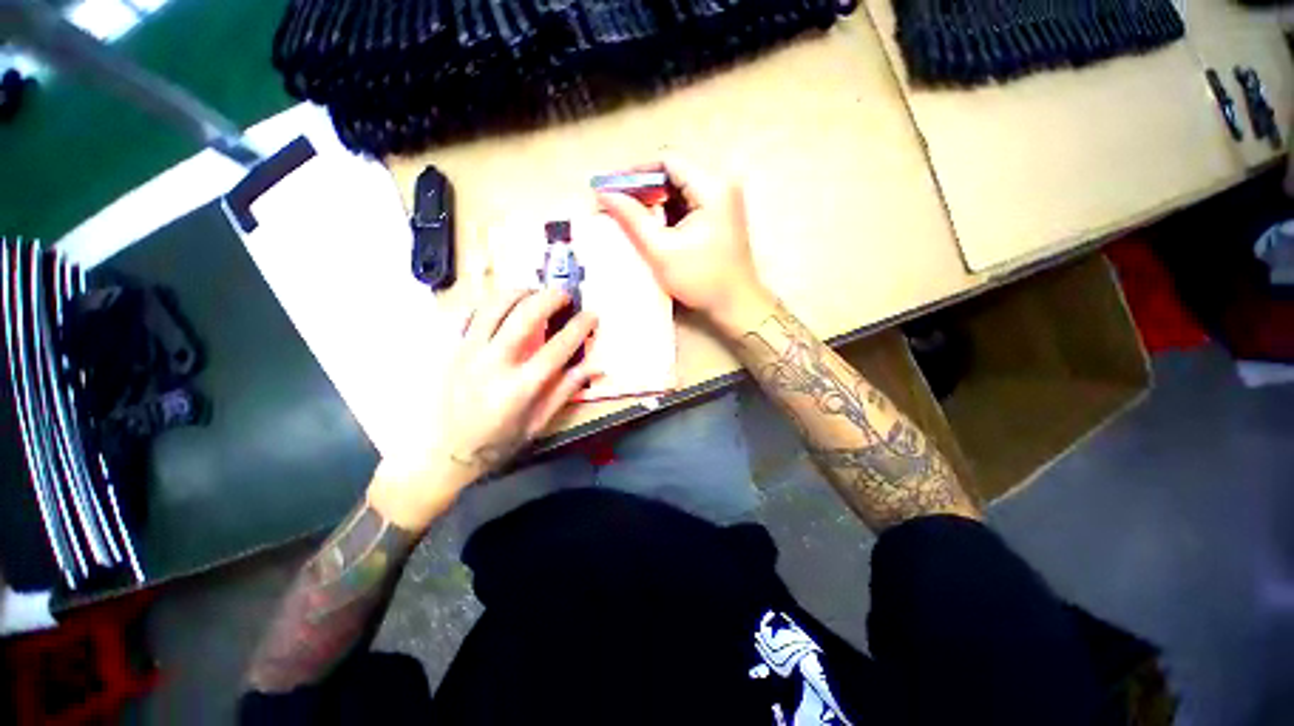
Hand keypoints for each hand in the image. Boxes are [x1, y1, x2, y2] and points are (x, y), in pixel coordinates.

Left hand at [368, 288, 596, 530]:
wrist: (446, 452)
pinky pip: (473, 313)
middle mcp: (495, 363)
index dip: (579, 327)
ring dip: (520, 292)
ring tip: (535, 293)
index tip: (591, 315)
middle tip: (564, 295)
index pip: (558, 347)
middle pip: (525, 316)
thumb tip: (592, 366)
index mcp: (520, 387)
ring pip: (495, 306)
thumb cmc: (498, 441)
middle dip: (550, 298)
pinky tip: (506, 304)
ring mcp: (470, 352)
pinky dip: (493, 303)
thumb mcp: (539, 423)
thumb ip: (565, 391)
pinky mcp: (454, 348)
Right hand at [596, 157, 774, 333]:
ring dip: (654, 202)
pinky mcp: (720, 216)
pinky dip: (667, 213)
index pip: (667, 160)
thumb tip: (604, 193)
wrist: (736, 306)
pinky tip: (651, 228)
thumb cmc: (701, 280)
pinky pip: (687, 204)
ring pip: (679, 189)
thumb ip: (632, 219)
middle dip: (643, 189)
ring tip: (629, 217)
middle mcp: (721, 185)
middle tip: (616, 204)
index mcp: (712, 187)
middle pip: (673, 173)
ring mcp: (723, 201)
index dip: (635, 171)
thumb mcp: (661, 250)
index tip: (612, 188)